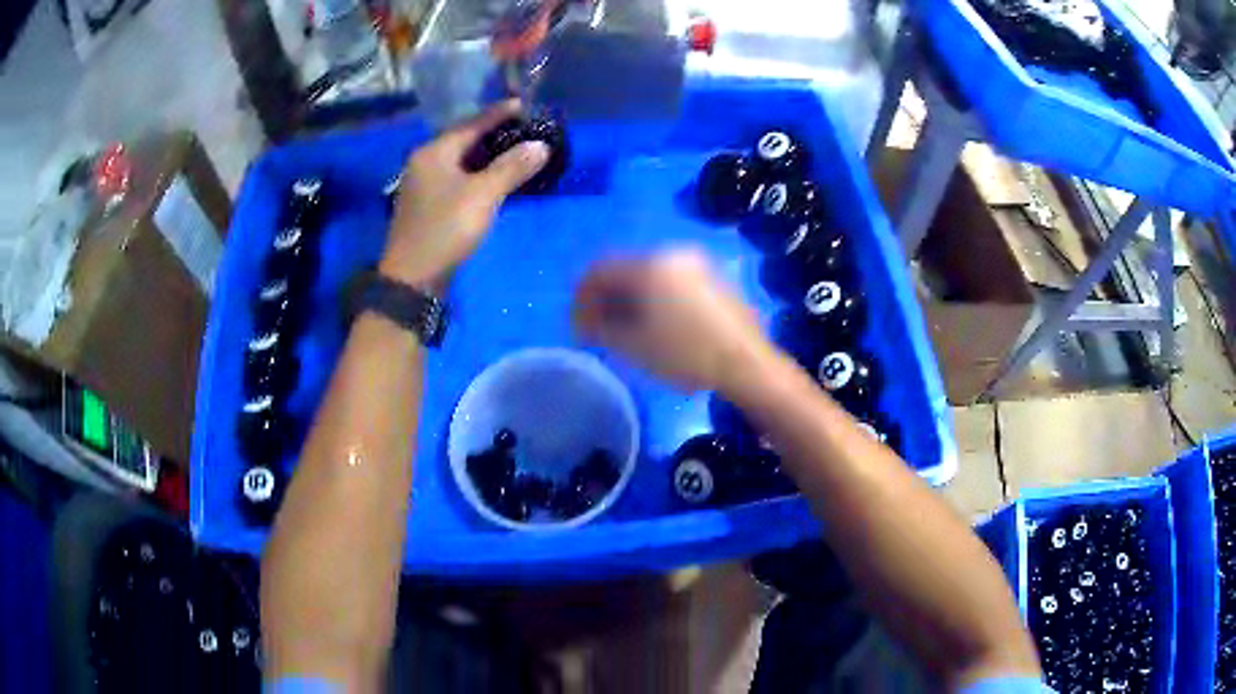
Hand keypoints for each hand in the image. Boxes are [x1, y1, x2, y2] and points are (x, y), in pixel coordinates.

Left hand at [379, 100, 548, 285]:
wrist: (412, 278)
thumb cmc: (445, 229)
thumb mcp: (483, 195)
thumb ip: (511, 167)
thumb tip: (540, 145)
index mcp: (434, 152)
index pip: (471, 124)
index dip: (499, 113)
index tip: (524, 104)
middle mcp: (425, 162)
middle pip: (464, 140)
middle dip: (494, 134)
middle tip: (525, 130)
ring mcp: (423, 185)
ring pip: (461, 161)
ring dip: (487, 156)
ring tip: (515, 152)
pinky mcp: (428, 206)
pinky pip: (457, 179)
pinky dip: (477, 175)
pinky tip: (494, 180)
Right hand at [573, 249, 774, 392]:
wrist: (747, 364)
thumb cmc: (686, 355)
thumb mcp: (633, 345)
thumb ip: (600, 327)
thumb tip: (587, 321)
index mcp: (651, 264)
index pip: (600, 269)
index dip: (582, 297)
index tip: (578, 326)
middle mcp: (674, 254)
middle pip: (626, 270)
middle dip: (607, 299)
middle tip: (600, 330)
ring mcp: (698, 265)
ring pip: (650, 276)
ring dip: (631, 300)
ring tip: (627, 331)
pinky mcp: (714, 279)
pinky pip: (673, 282)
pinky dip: (656, 299)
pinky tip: (658, 326)